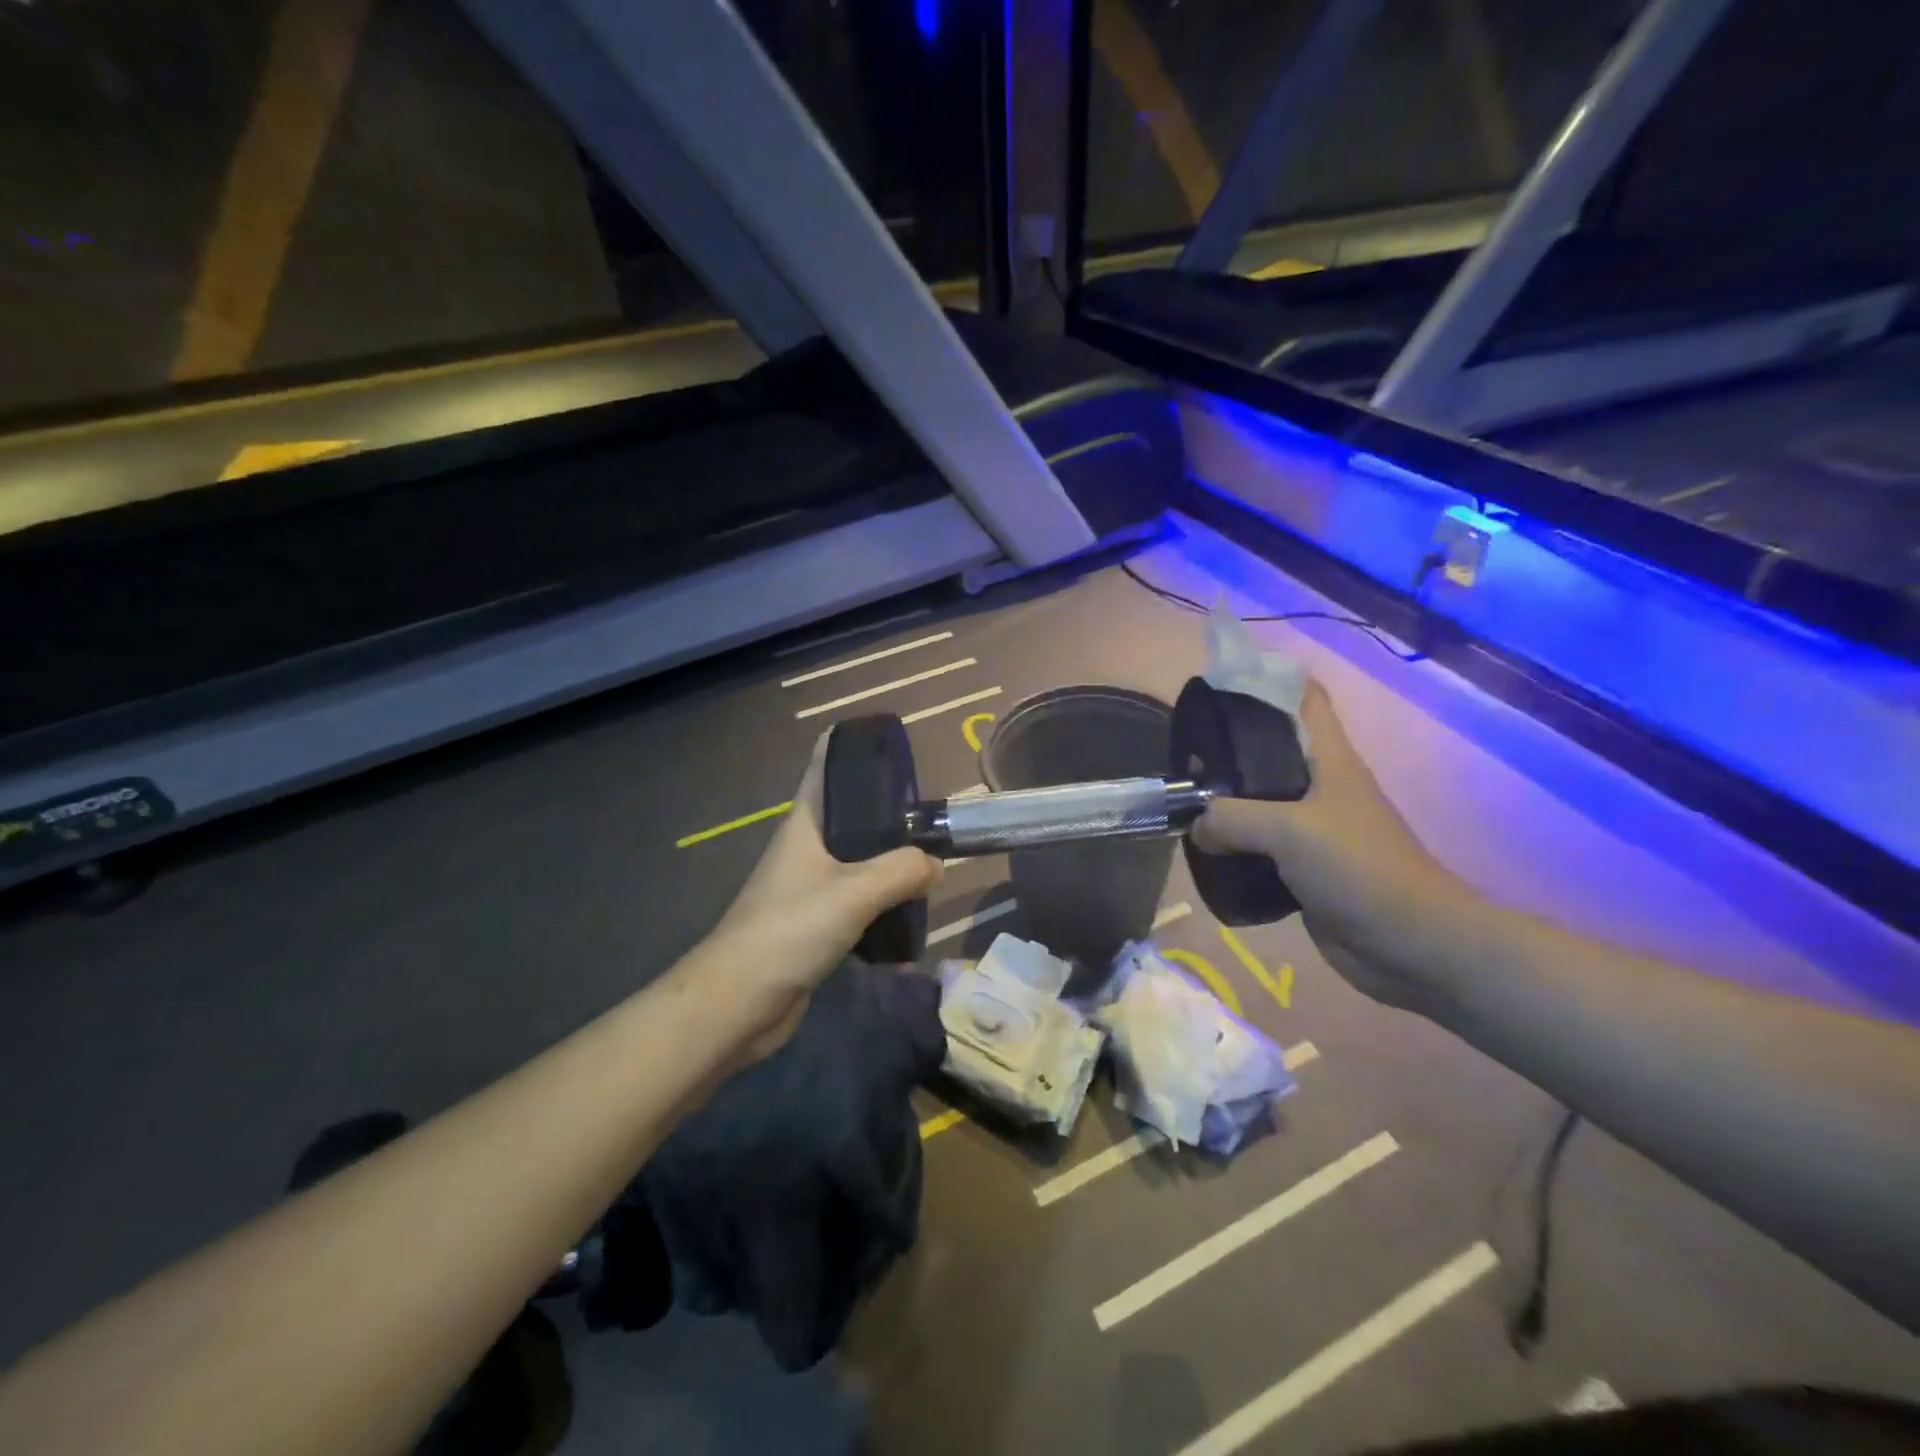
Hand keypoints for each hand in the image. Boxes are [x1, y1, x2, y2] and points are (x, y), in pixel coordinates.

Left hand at [705, 734, 941, 1057]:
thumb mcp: (855, 892)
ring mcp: (808, 888)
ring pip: (857, 863)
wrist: (740, 1001)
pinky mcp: (814, 925)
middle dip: (887, 813)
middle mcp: (805, 849)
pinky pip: (856, 904)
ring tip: (929, 865)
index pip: (824, 769)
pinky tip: (908, 918)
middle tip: (930, 814)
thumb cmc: (790, 929)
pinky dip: (882, 906)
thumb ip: (902, 871)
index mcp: (805, 825)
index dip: (849, 746)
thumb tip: (936, 865)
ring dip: (889, 864)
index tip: (886, 738)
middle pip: (850, 817)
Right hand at [1191, 679, 1455, 1012]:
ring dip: (1225, 803)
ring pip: (1260, 803)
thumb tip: (1196, 826)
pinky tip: (1206, 852)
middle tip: (1184, 755)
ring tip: (1185, 803)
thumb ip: (1231, 818)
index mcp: (1329, 759)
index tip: (1219, 685)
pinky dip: (1234, 846)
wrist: (1410, 943)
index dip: (1266, 680)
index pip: (1303, 698)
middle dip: (1227, 749)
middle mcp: (1320, 786)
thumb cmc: (1358, 869)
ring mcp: (1313, 829)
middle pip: (1270, 751)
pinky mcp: (1305, 869)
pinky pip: (1260, 847)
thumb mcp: (1288, 830)